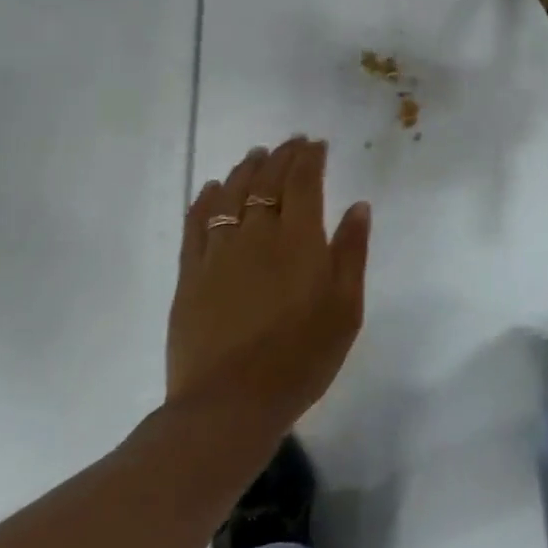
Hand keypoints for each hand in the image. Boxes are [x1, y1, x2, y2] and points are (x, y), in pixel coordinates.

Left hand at [167, 137, 371, 436]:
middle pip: (267, 182)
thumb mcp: (346, 308)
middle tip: (291, 143)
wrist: (232, 404)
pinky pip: (196, 224)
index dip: (310, 158)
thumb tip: (358, 206)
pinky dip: (206, 199)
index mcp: (300, 241)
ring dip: (246, 170)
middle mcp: (257, 235)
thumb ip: (351, 253)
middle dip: (281, 157)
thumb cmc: (303, 357)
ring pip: (231, 195)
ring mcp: (218, 253)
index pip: (303, 182)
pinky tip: (212, 188)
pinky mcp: (190, 275)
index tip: (317, 145)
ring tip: (256, 155)